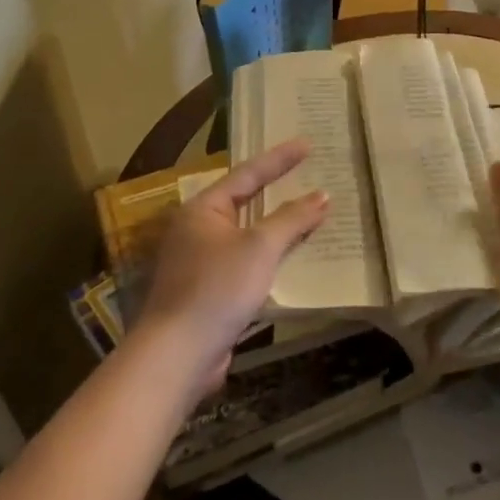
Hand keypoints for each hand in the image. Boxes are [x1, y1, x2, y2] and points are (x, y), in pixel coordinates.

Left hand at [129, 138, 328, 402]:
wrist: (178, 355)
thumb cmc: (217, 288)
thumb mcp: (260, 248)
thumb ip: (292, 219)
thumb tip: (322, 195)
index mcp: (202, 209)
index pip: (248, 174)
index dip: (280, 158)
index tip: (308, 144)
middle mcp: (196, 229)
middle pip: (244, 202)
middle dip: (277, 190)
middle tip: (307, 173)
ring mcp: (199, 262)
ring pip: (246, 234)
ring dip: (276, 226)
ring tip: (307, 212)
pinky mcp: (208, 291)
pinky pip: (245, 262)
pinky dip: (268, 256)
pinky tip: (290, 258)